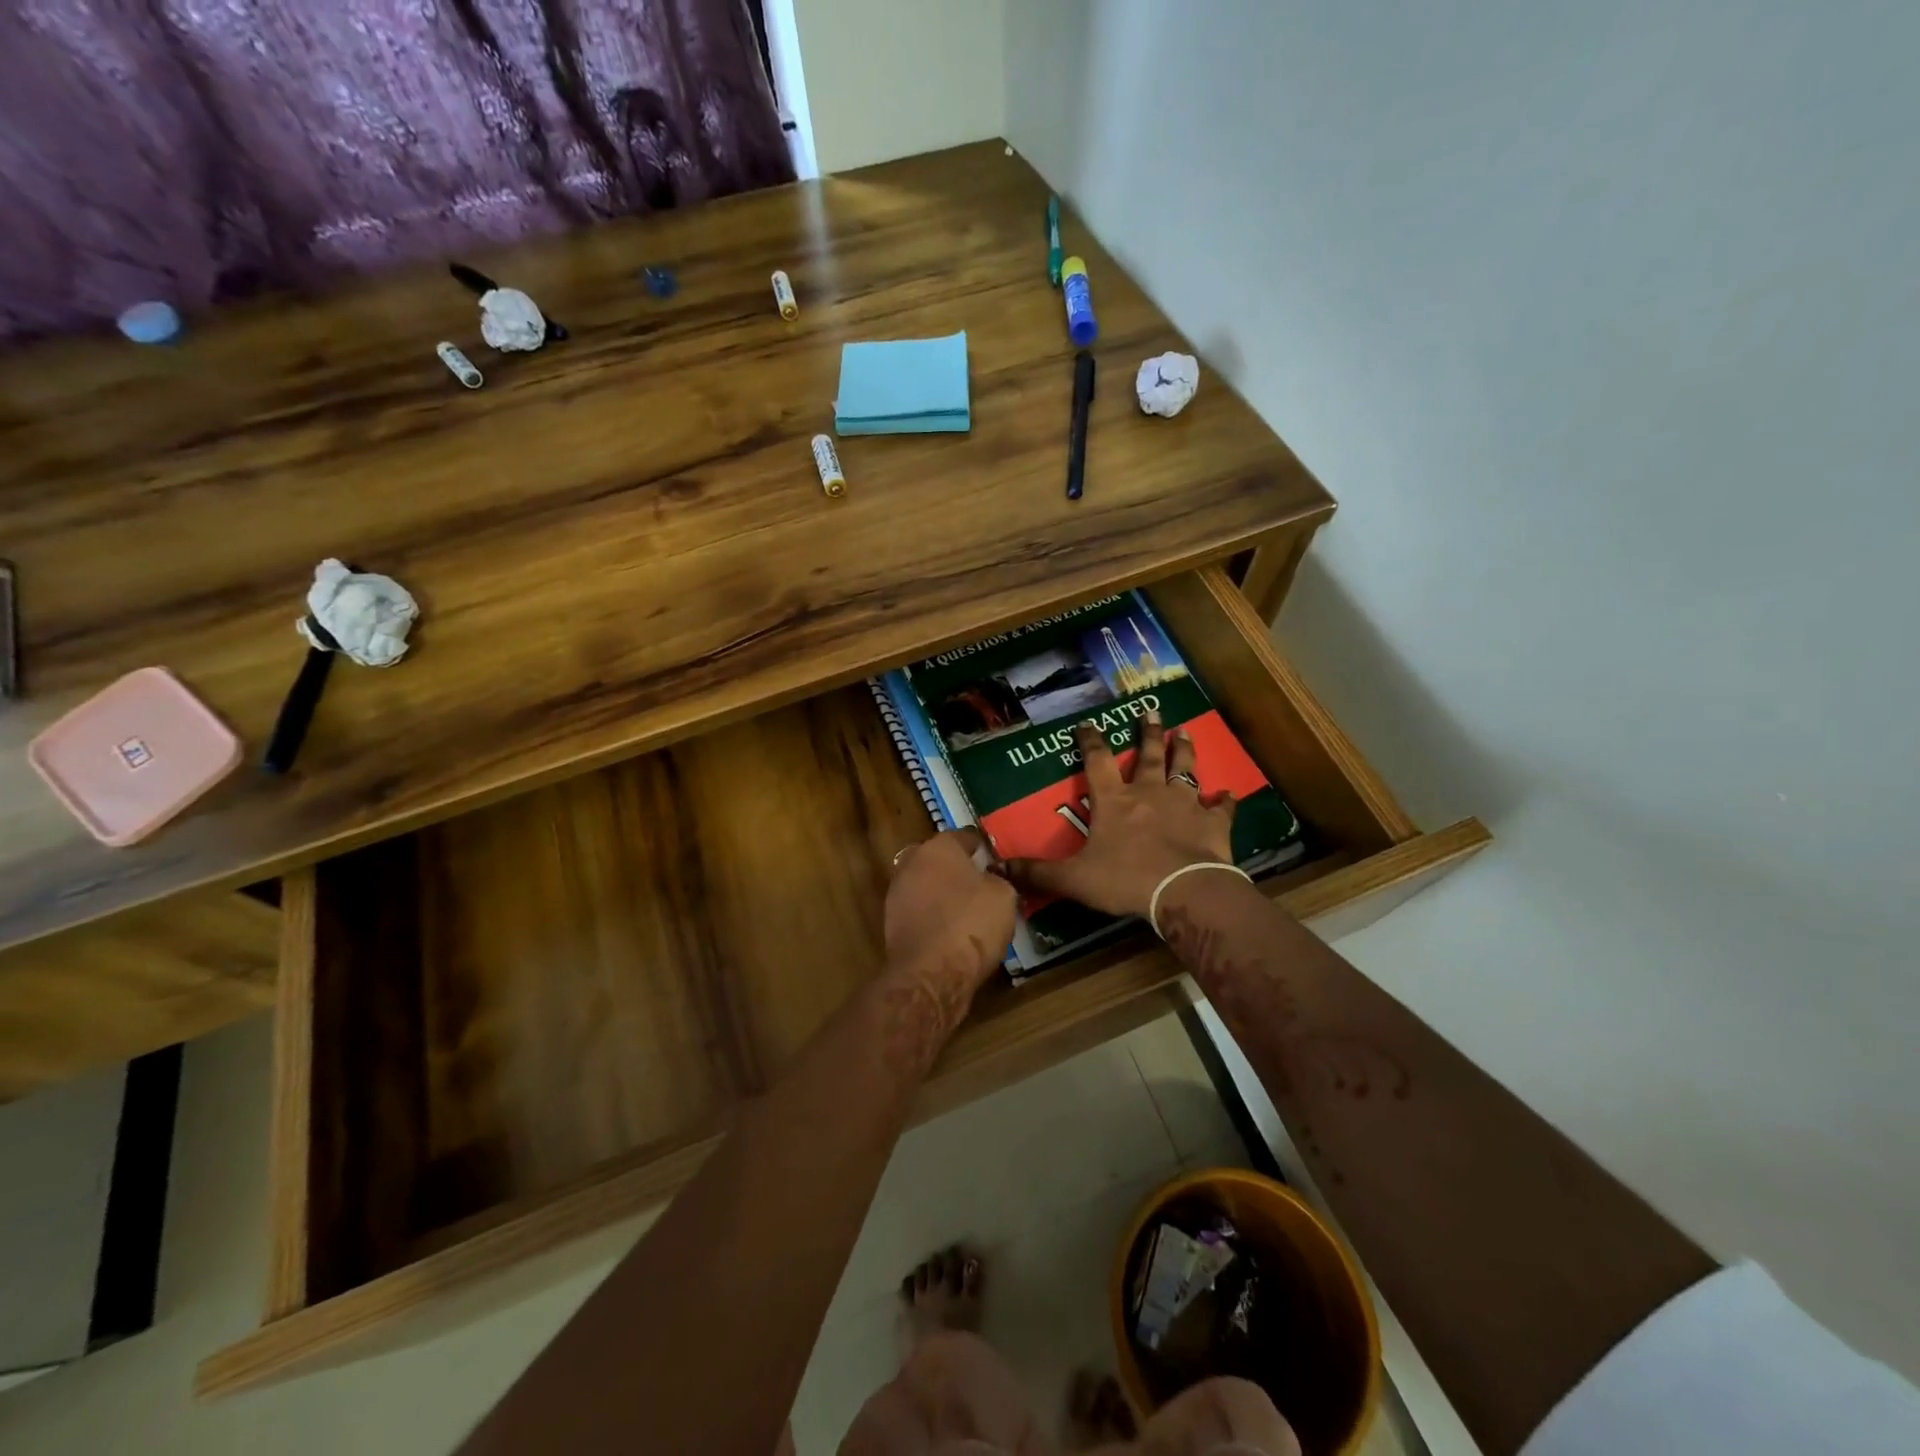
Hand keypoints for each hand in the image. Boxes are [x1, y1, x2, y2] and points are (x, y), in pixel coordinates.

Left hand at [884, 828, 1018, 995]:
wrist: (931, 973)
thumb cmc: (972, 924)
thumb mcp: (1004, 896)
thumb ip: (997, 879)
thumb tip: (989, 878)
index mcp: (939, 846)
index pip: (965, 836)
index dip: (983, 848)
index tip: (996, 862)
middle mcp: (912, 862)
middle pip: (939, 859)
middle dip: (957, 868)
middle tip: (980, 885)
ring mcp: (896, 892)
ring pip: (926, 884)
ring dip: (942, 892)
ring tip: (967, 911)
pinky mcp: (891, 922)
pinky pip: (919, 910)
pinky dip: (933, 915)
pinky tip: (950, 930)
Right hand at [1004, 713, 1235, 919]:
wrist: (1184, 891)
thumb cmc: (1125, 880)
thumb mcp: (1073, 879)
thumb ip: (1039, 873)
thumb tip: (1000, 868)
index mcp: (1114, 801)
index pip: (1097, 762)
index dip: (1090, 741)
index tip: (1088, 723)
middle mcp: (1149, 793)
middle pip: (1147, 756)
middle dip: (1148, 732)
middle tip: (1151, 711)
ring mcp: (1185, 804)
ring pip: (1184, 770)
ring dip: (1183, 751)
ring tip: (1184, 732)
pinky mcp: (1213, 823)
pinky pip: (1221, 808)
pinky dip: (1224, 801)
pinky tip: (1229, 794)